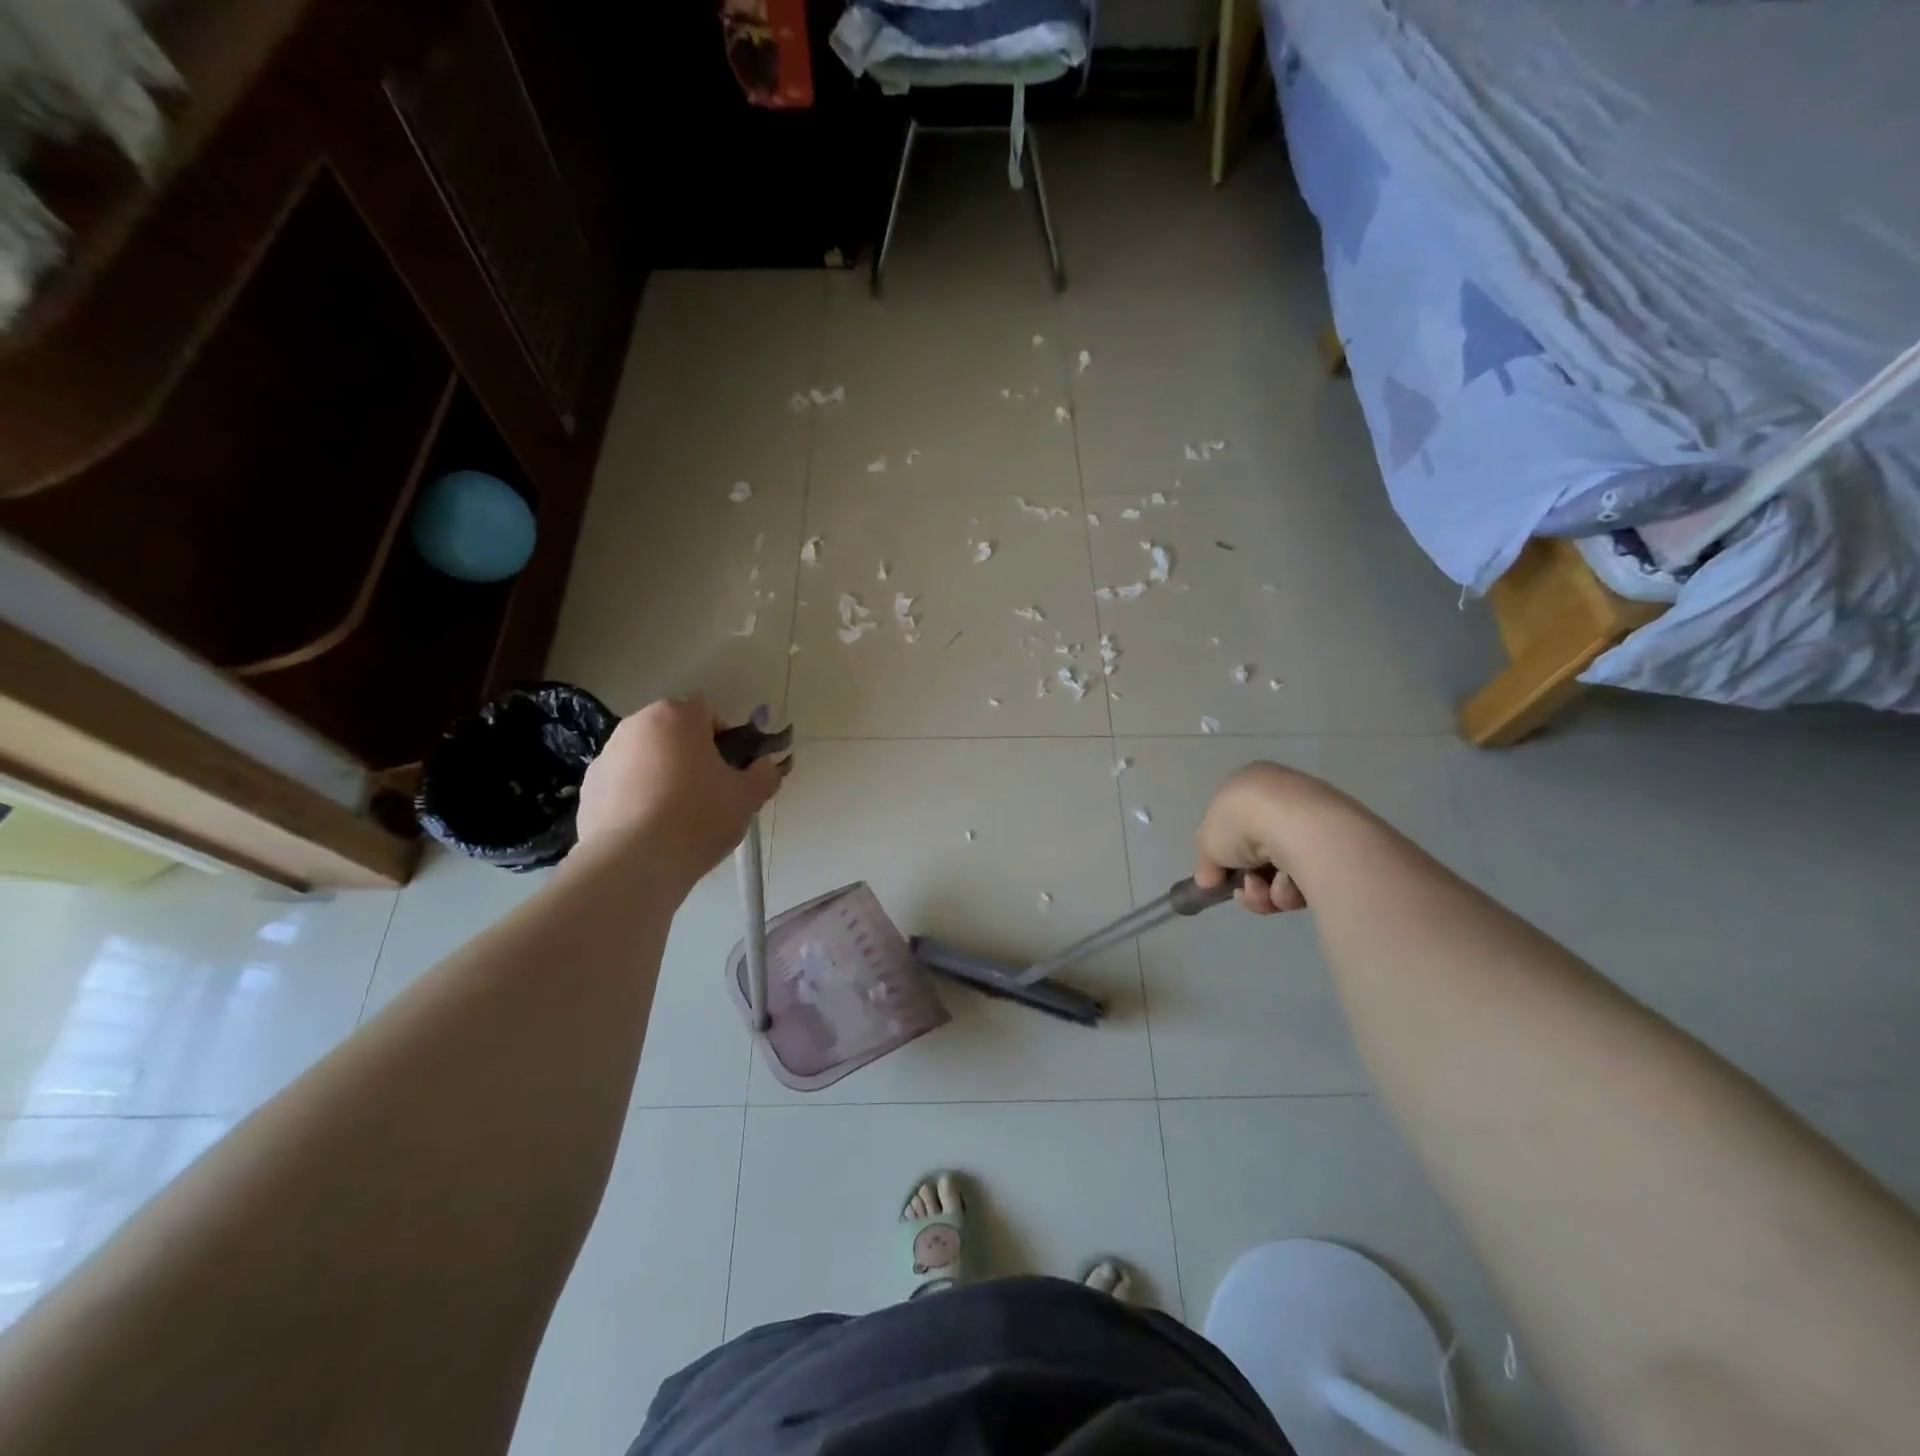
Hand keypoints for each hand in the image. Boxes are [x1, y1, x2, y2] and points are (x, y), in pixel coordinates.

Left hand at [575, 699, 784, 883]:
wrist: (633, 863)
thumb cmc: (698, 817)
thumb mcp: (748, 796)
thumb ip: (765, 774)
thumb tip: (767, 766)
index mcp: (676, 716)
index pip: (709, 714)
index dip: (725, 741)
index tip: (731, 772)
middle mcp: (635, 725)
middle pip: (674, 734)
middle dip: (691, 757)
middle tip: (709, 794)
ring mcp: (606, 756)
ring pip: (647, 759)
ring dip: (663, 776)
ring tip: (677, 817)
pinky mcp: (588, 788)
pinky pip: (623, 785)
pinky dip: (637, 799)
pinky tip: (650, 830)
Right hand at [1192, 762, 1325, 915]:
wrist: (1300, 828)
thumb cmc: (1243, 822)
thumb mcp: (1207, 841)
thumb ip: (1206, 862)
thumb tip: (1209, 880)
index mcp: (1251, 783)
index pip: (1234, 821)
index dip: (1226, 851)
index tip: (1221, 874)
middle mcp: (1285, 797)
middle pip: (1259, 852)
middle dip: (1249, 879)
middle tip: (1246, 888)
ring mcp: (1314, 822)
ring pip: (1281, 871)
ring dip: (1266, 890)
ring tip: (1268, 890)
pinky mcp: (1339, 848)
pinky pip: (1307, 878)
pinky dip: (1292, 890)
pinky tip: (1290, 886)